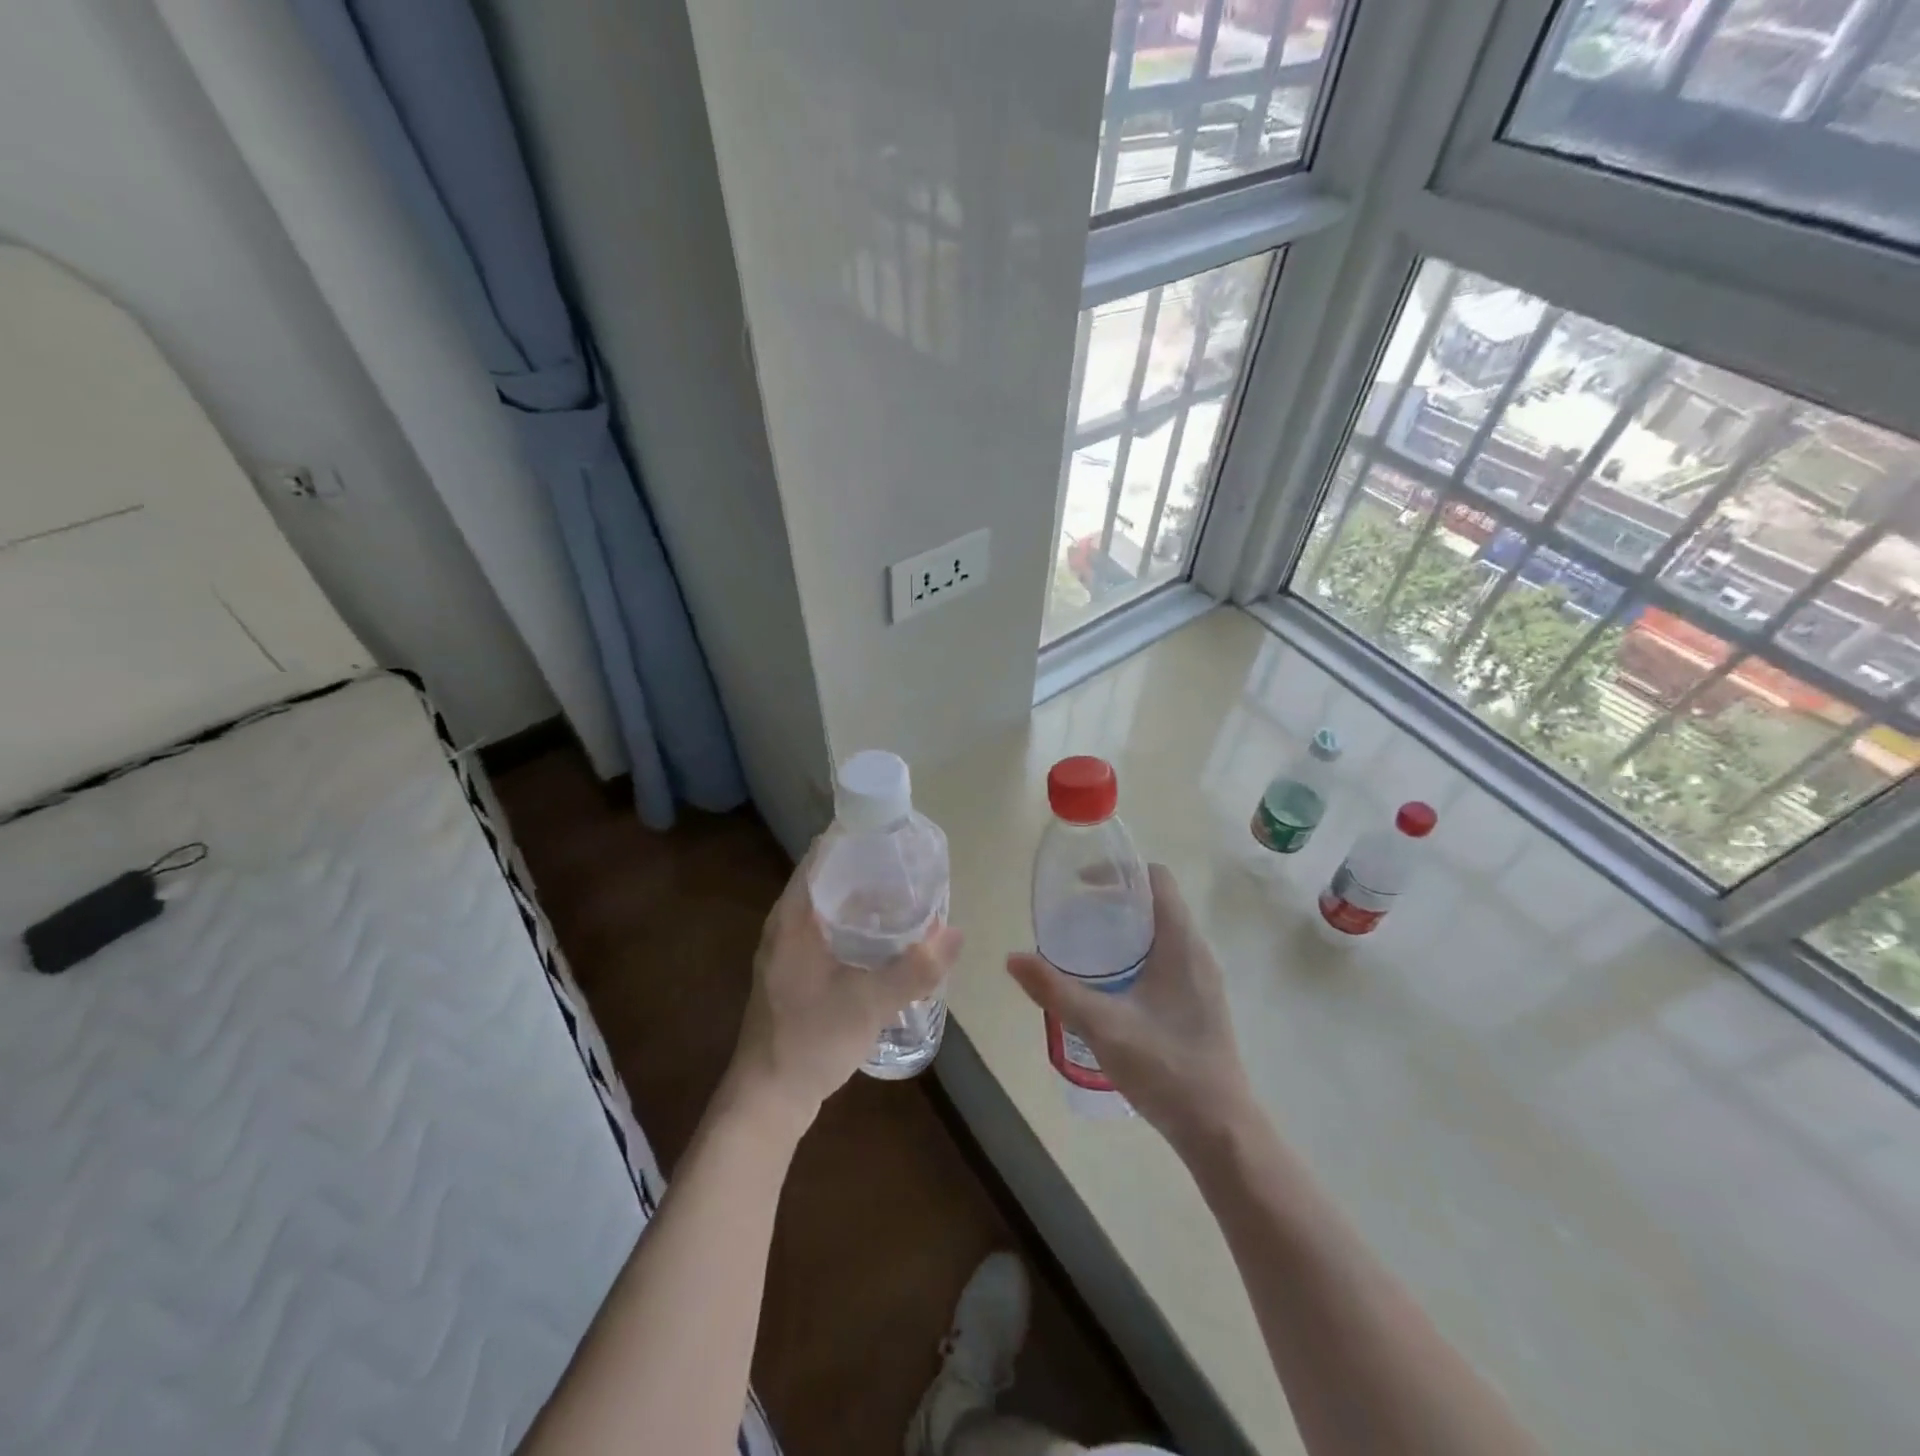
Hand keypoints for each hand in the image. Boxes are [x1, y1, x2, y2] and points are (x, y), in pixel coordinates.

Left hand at [726, 849, 962, 1131]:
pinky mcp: (797, 973)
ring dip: (866, 902)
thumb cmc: (811, 1040)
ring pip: (832, 908)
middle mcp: (787, 925)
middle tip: (914, 868)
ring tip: (910, 898)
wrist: (768, 1099)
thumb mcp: (870, 1003)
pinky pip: (830, 933)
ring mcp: (790, 951)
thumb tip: (957, 933)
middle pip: (830, 879)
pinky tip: (889, 941)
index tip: (894, 834)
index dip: (856, 838)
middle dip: (871, 870)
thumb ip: (916, 968)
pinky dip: (858, 928)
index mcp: (793, 918)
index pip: (822, 856)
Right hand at [1006, 863, 1252, 1151]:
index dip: (1120, 870)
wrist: (1220, 1129)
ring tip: (1085, 943)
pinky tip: (1110, 982)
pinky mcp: (1200, 1002)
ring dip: (1126, 927)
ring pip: (1162, 932)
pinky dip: (1138, 952)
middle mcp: (1196, 951)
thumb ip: (1056, 990)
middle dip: (1115, 899)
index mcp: (1180, 943)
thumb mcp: (1102, 1025)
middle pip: (1156, 902)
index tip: (1082, 882)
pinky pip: (1168, 957)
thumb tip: (1012, 958)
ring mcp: (1202, 978)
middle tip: (1073, 911)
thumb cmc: (1165, 1067)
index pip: (1156, 879)